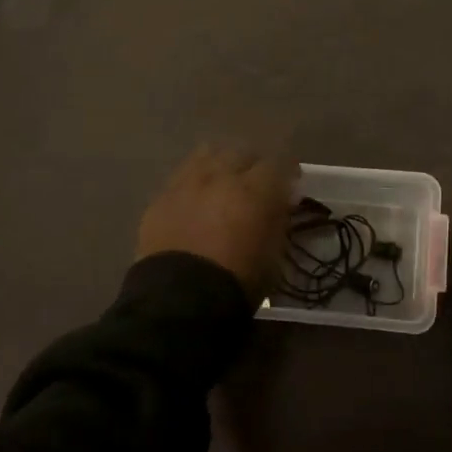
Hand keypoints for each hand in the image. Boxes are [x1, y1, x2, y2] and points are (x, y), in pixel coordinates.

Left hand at [136, 144, 297, 302]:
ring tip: (222, 183)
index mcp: (255, 189)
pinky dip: (194, 182)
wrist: (180, 300)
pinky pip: (181, 176)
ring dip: (220, 164)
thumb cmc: (238, 281)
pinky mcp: (161, 198)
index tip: (291, 186)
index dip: (287, 172)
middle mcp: (221, 176)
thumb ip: (279, 220)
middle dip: (253, 164)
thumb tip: (283, 202)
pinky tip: (194, 199)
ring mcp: (187, 183)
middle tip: (256, 184)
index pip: (279, 163)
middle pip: (242, 152)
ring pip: (208, 154)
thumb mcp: (274, 255)